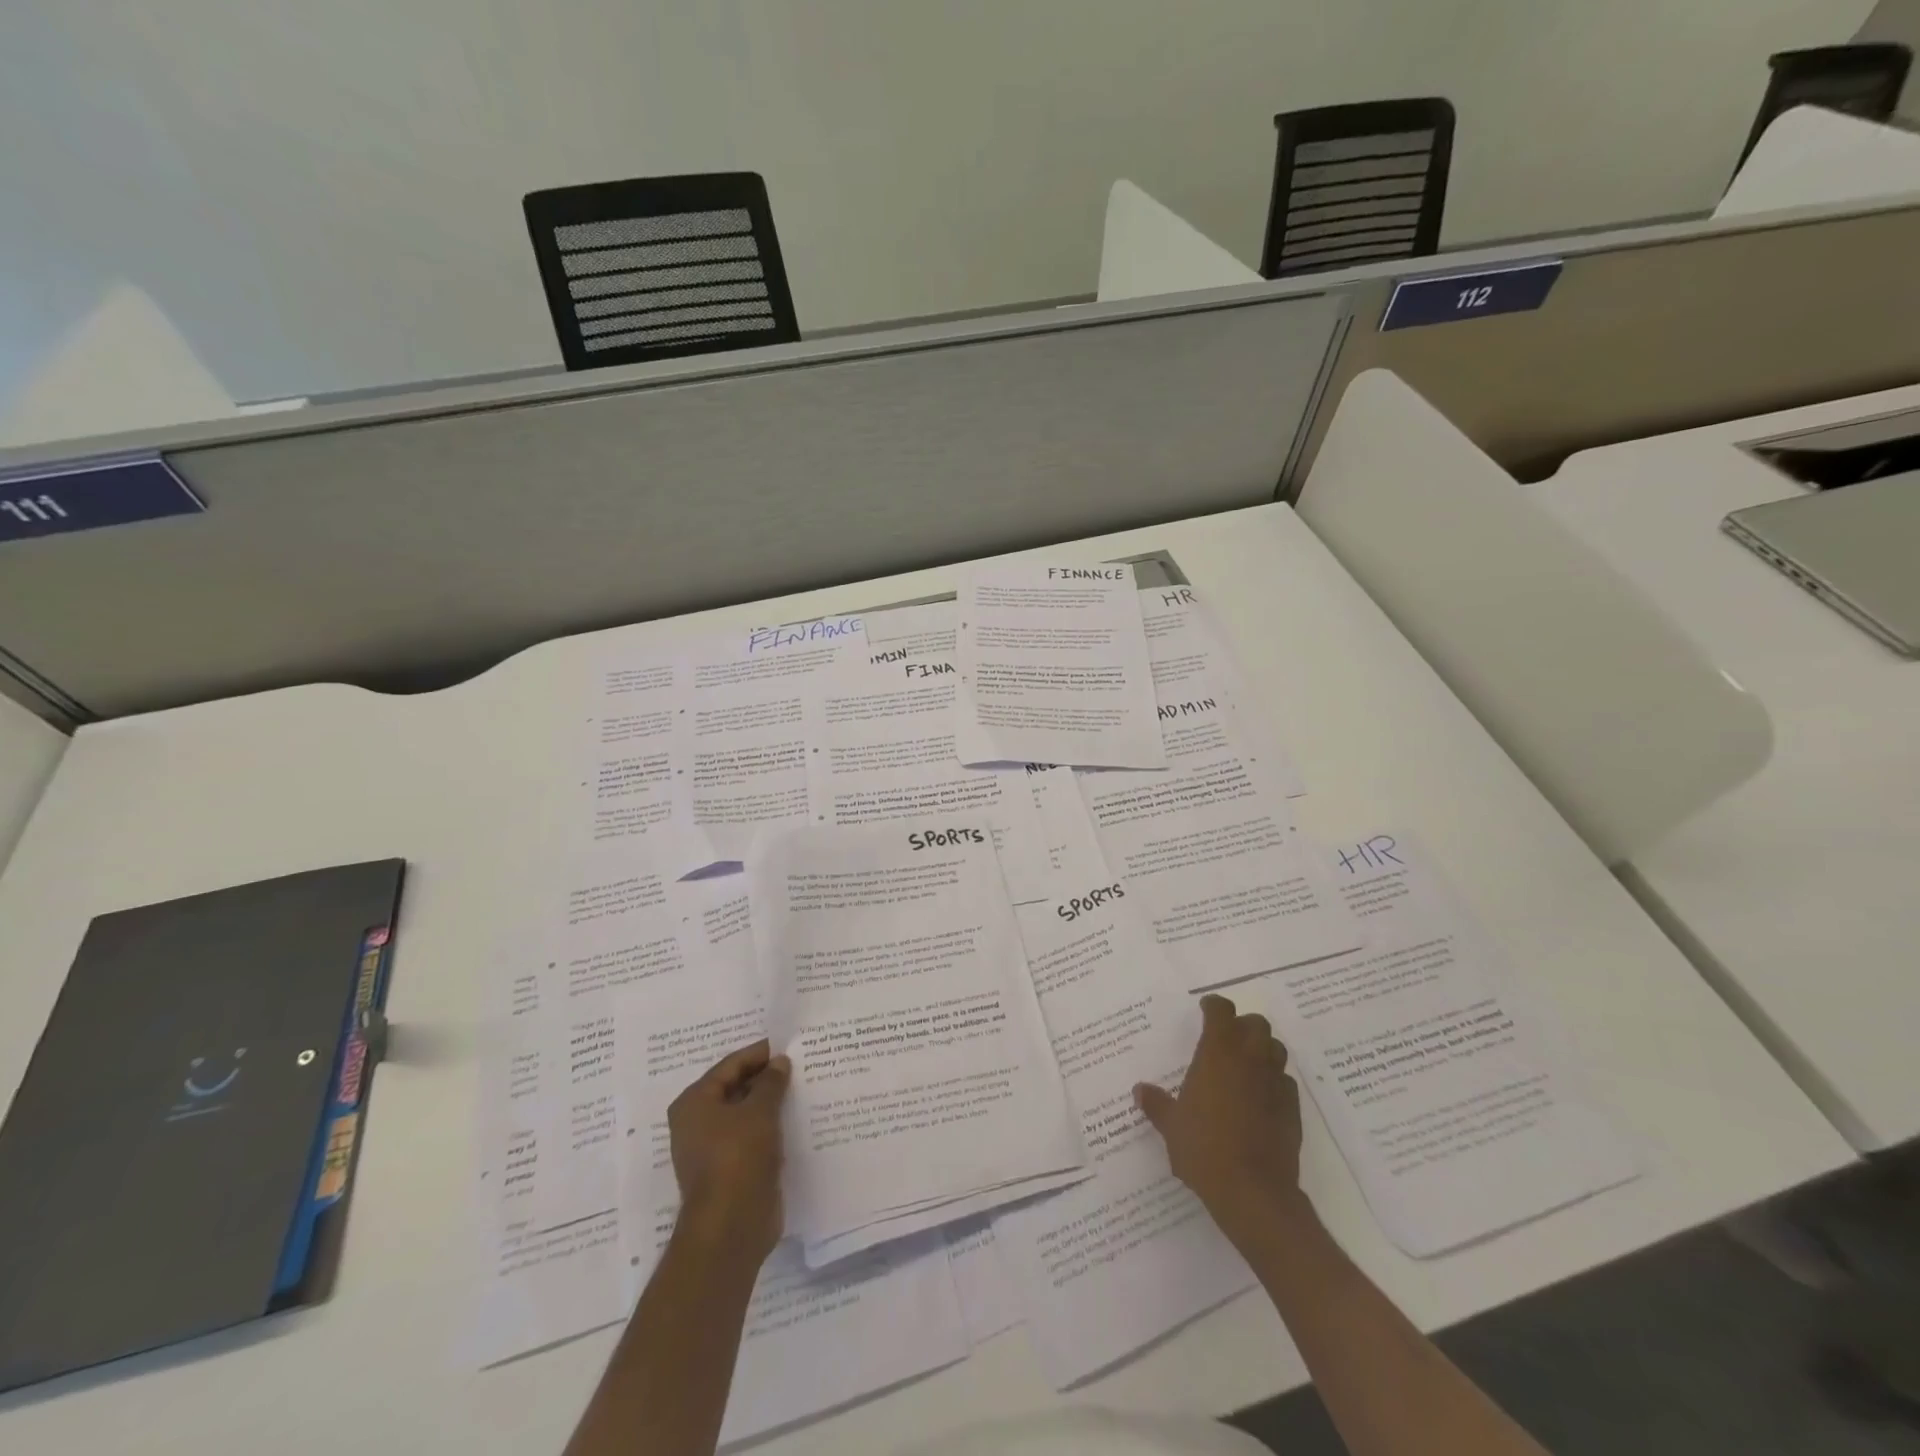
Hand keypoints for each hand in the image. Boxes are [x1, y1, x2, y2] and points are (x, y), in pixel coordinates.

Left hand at [667, 1040, 790, 1263]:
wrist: (731, 1227)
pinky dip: (771, 1128)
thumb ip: (771, 1082)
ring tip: (802, 1087)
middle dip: (766, 1078)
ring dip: (770, 1104)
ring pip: (746, 1115)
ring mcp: (713, 1149)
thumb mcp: (759, 1112)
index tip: (788, 1045)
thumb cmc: (738, 1158)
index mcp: (694, 1103)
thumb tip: (779, 1062)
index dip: (759, 1054)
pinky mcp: (731, 1170)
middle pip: (736, 1089)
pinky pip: (753, 1138)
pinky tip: (797, 1120)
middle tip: (798, 1064)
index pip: (730, 1065)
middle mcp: (697, 1123)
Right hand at [1135, 994, 1307, 1239]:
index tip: (1205, 1009)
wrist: (1253, 1192)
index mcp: (1218, 1054)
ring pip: (1276, 1049)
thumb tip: (1140, 1091)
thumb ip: (1157, 1104)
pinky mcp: (1292, 1110)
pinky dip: (1274, 1082)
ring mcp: (1274, 1084)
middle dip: (1243, 1025)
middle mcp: (1249, 1060)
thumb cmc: (1204, 1149)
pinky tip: (1261, 1098)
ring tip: (1246, 1064)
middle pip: (1256, 1023)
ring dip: (1262, 1049)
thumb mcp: (1171, 1126)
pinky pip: (1285, 1082)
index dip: (1214, 1006)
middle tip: (1227, 1038)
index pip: (1222, 1011)